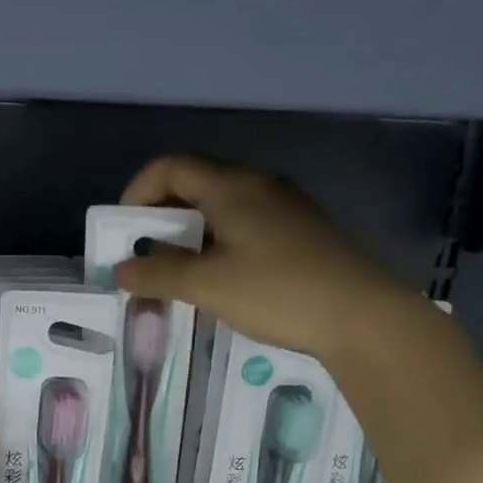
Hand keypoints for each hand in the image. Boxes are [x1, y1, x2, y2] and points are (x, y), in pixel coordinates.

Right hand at [113, 155, 413, 359]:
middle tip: (146, 256)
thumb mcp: (208, 286)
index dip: (138, 192)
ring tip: (178, 274)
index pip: (171, 167)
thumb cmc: (277, 291)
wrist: (362, 315)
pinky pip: (246, 226)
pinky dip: (219, 244)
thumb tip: (120, 271)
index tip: (124, 231)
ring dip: (190, 234)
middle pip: (196, 185)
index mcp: (231, 187)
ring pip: (222, 208)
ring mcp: (285, 208)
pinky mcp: (301, 232)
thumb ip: (158, 276)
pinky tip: (221, 281)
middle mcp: (258, 185)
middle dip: (161, 217)